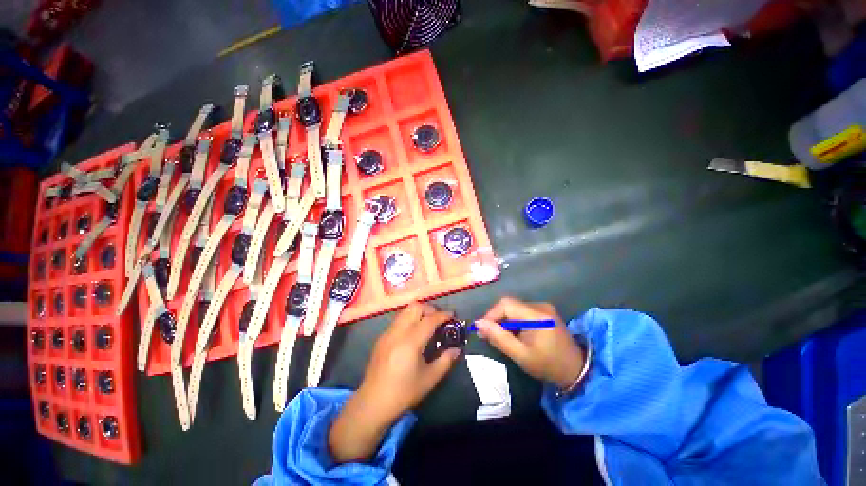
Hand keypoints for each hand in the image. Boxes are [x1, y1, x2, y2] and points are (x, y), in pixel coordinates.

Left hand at [329, 302, 460, 462]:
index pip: (430, 319)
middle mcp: (398, 331)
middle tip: (439, 320)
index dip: (443, 315)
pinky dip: (409, 319)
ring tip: (427, 325)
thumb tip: (457, 349)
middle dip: (430, 309)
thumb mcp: (429, 379)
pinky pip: (398, 320)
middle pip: (415, 307)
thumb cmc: (403, 392)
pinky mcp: (381, 337)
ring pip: (405, 311)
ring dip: (419, 312)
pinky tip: (413, 334)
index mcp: (411, 341)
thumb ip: (445, 361)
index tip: (452, 316)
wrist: (373, 403)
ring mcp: (388, 333)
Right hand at [475, 297, 584, 389]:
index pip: (506, 304)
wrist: (576, 371)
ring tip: (500, 336)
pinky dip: (513, 320)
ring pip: (514, 308)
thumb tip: (478, 323)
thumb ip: (498, 338)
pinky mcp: (545, 312)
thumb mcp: (520, 355)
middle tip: (488, 334)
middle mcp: (540, 306)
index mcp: (536, 315)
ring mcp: (544, 308)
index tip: (482, 329)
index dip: (491, 314)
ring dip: (504, 320)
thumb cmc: (547, 365)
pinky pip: (522, 311)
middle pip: (509, 304)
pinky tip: (513, 333)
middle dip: (496, 318)